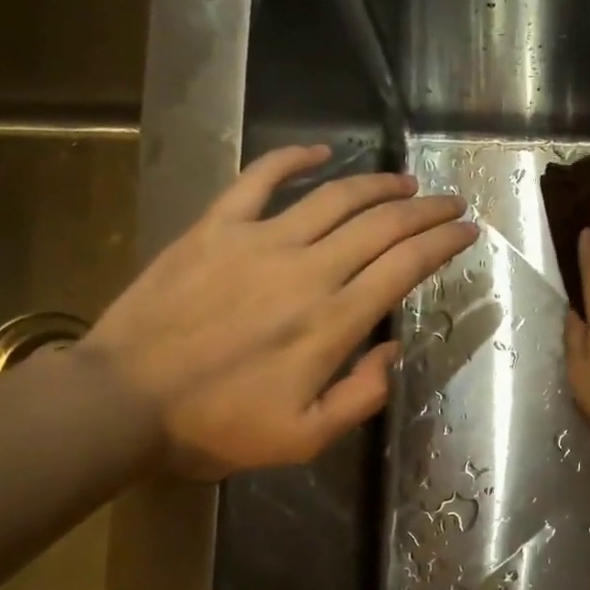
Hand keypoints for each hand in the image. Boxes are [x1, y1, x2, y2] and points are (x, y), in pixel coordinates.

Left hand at [79, 145, 476, 477]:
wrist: (123, 401)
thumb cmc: (217, 426)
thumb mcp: (304, 438)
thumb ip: (361, 397)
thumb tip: (391, 351)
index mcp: (333, 321)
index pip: (404, 266)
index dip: (442, 244)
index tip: (467, 231)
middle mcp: (308, 270)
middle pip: (381, 225)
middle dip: (425, 210)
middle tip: (450, 202)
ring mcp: (260, 241)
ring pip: (334, 197)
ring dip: (378, 185)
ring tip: (406, 182)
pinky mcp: (216, 227)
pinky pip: (260, 178)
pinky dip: (293, 158)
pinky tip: (319, 151)